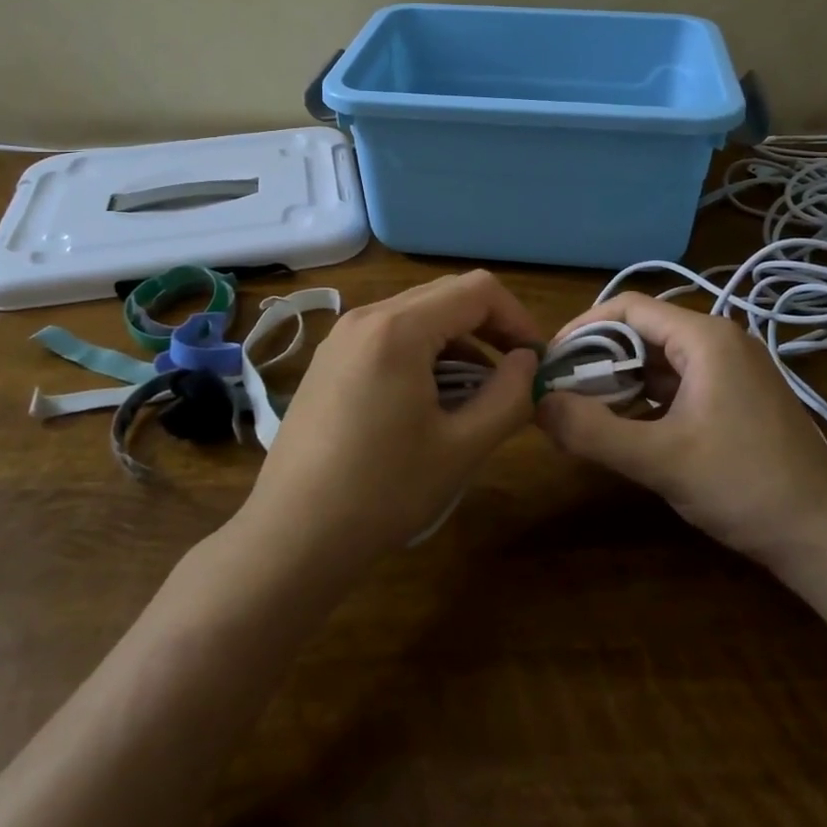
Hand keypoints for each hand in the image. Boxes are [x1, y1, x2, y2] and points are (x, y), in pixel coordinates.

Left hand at [240, 271, 543, 573]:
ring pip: (417, 313)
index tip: (534, 361)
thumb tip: (528, 362)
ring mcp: (341, 336)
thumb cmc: (382, 492)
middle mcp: (367, 316)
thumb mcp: (462, 448)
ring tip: (475, 392)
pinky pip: (389, 333)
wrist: (292, 536)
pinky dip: (422, 350)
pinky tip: (429, 398)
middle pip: (446, 294)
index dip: (517, 317)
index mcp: (399, 328)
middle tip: (513, 373)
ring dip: (456, 340)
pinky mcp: (329, 359)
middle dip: (489, 326)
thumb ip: (509, 396)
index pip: (477, 290)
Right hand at [536, 293, 826, 571]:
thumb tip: (539, 404)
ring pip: (659, 359)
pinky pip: (679, 381)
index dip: (582, 328)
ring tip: (584, 409)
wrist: (825, 537)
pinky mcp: (737, 396)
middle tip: (561, 389)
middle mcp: (720, 340)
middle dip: (598, 358)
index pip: (628, 308)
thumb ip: (594, 432)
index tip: (550, 360)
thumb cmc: (744, 486)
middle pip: (642, 331)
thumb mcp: (661, 460)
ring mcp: (733, 368)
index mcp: (705, 337)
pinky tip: (626, 425)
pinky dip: (647, 397)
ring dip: (621, 379)